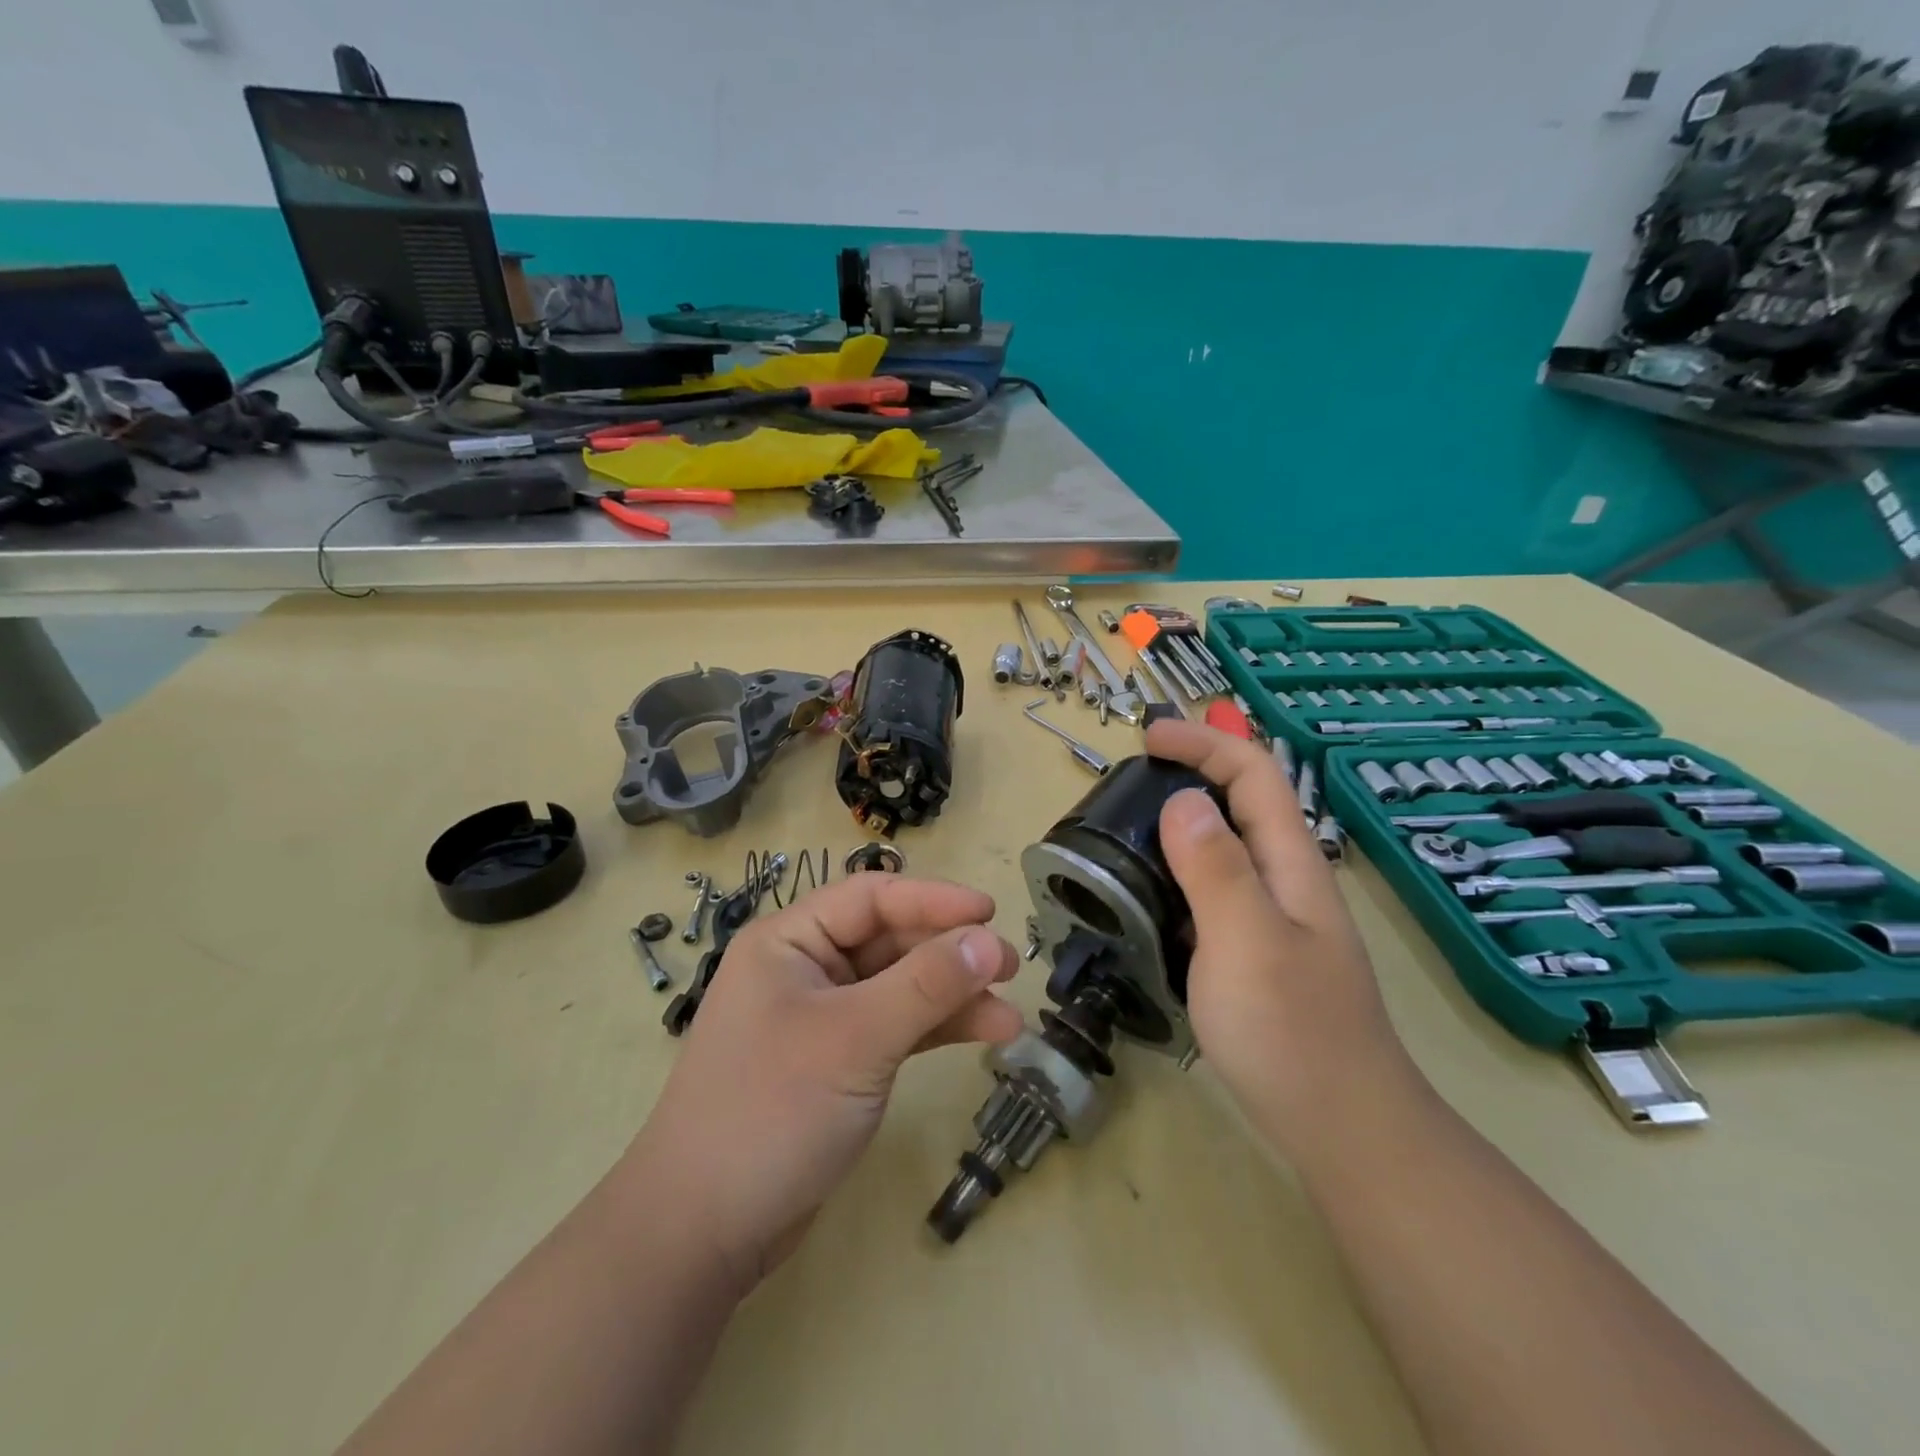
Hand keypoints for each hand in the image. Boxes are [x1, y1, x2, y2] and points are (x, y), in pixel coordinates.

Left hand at [633, 875, 1022, 1291]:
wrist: (703, 1233)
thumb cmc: (772, 1111)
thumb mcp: (855, 1039)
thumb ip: (926, 985)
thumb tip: (989, 940)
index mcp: (789, 941)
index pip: (871, 898)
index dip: (934, 899)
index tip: (991, 911)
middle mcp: (805, 968)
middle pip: (889, 940)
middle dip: (950, 952)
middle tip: (1010, 966)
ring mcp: (822, 1017)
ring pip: (899, 986)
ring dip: (953, 995)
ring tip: (1009, 1014)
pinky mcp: (838, 1061)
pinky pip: (896, 1026)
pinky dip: (936, 1029)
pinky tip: (983, 1035)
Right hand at [1145, 719, 1421, 1159]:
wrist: (1341, 1129)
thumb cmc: (1292, 1033)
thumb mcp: (1247, 941)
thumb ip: (1215, 868)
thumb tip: (1181, 800)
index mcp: (1289, 864)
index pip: (1253, 773)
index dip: (1204, 742)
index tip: (1147, 736)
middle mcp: (1283, 881)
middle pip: (1241, 803)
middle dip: (1191, 772)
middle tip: (1127, 783)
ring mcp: (1270, 919)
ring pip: (1224, 848)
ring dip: (1179, 823)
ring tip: (1123, 832)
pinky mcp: (1253, 953)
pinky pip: (1210, 891)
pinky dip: (1176, 873)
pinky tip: (1144, 896)